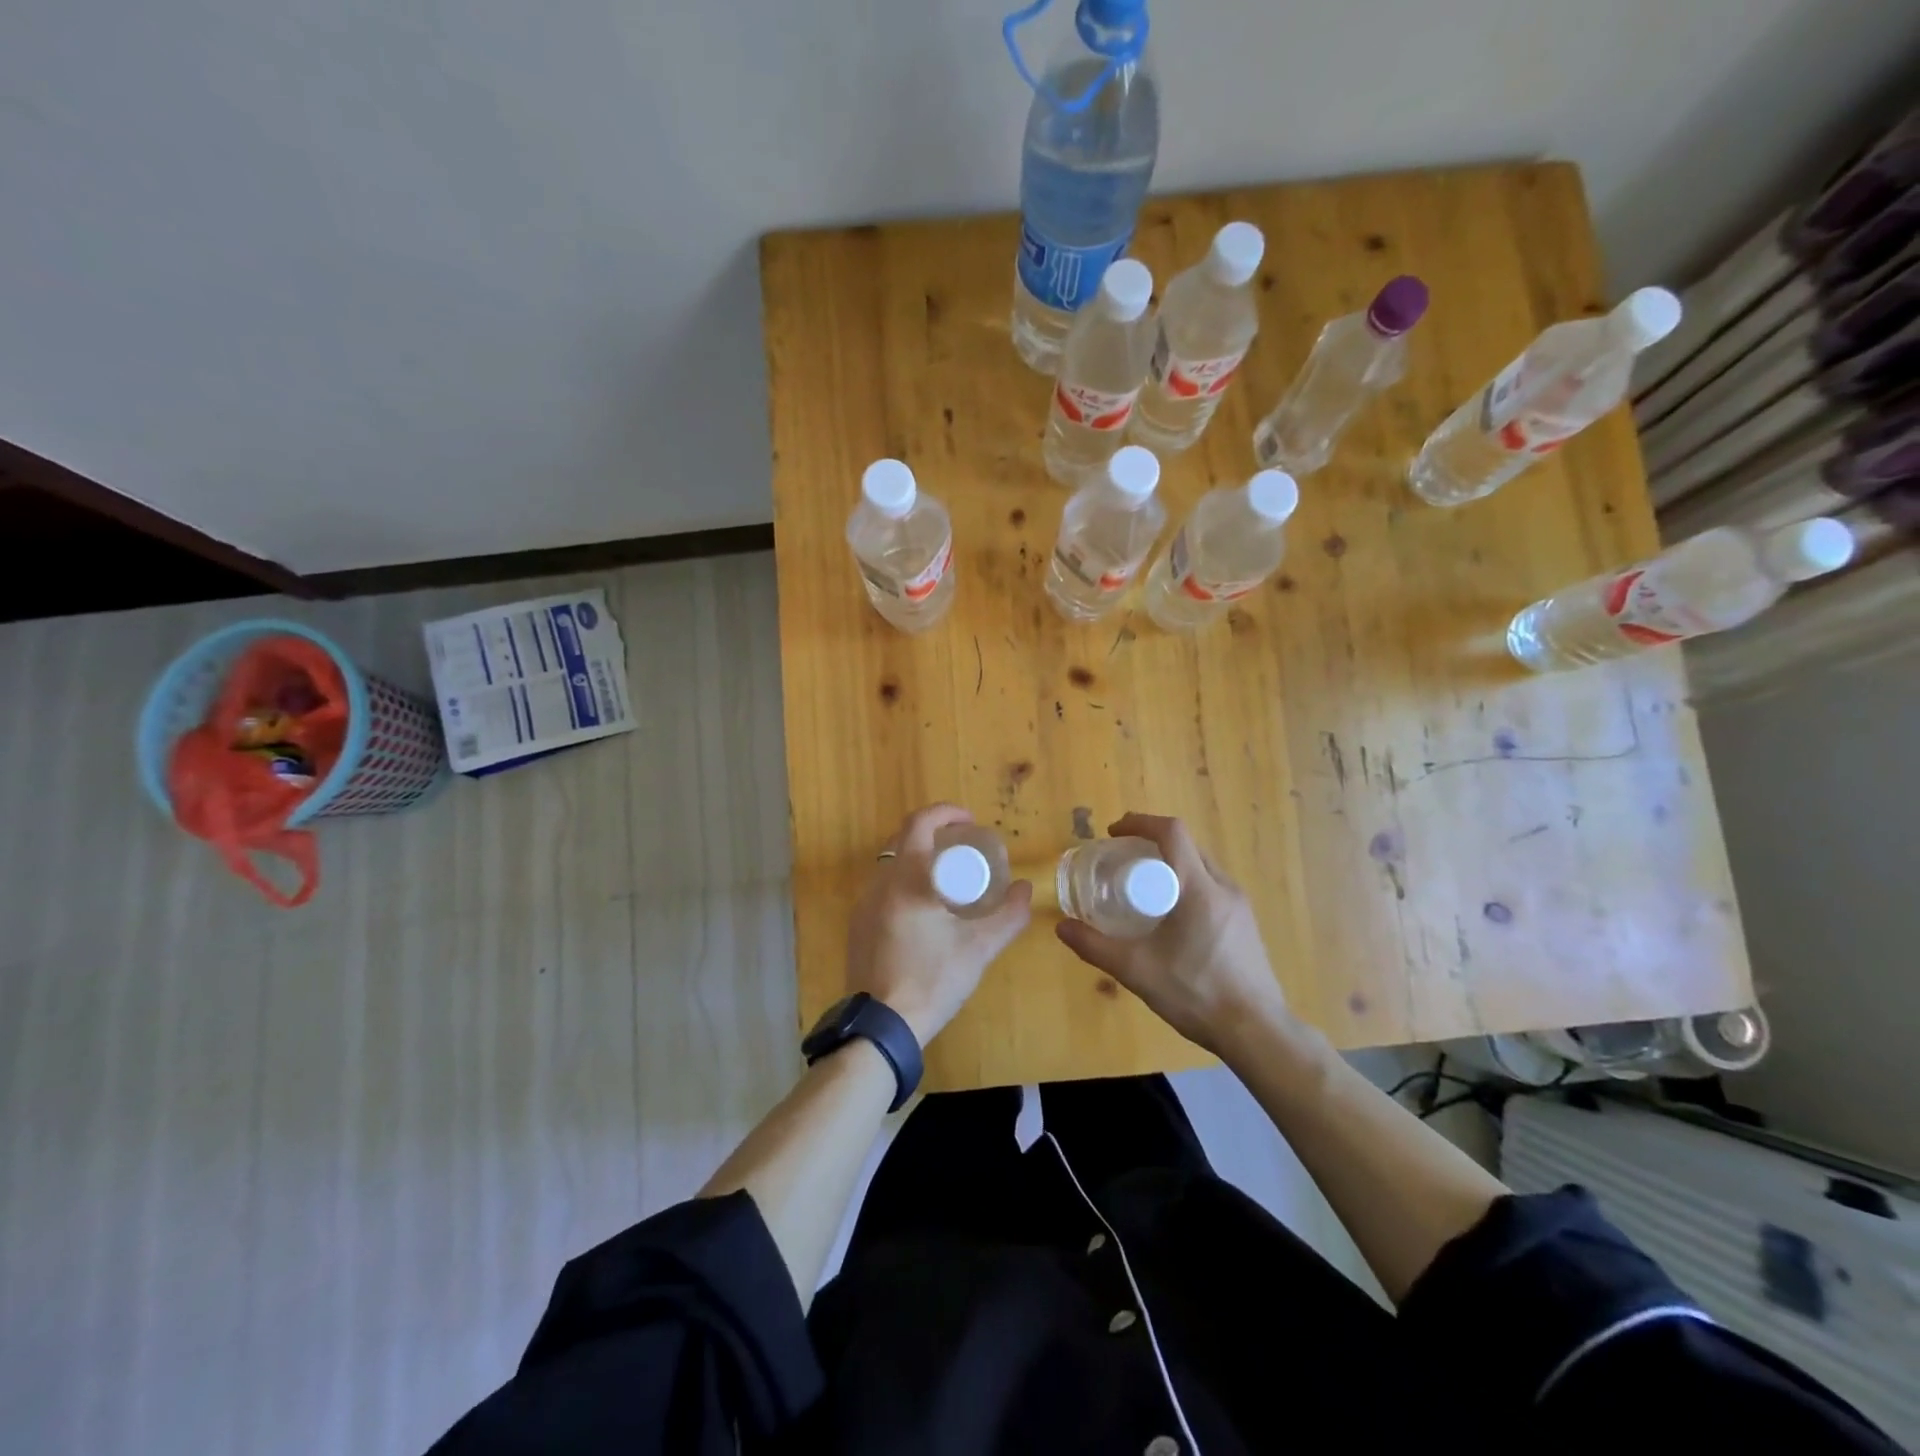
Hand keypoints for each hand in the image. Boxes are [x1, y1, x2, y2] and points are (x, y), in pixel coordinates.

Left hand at [846, 804, 1032, 1045]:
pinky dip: (906, 883)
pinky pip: (884, 889)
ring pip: (892, 865)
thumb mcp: (978, 948)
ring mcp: (864, 905)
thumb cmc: (933, 980)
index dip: (946, 813)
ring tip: (950, 879)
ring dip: (920, 860)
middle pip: (904, 840)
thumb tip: (1025, 888)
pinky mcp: (858, 926)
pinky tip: (926, 910)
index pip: (919, 823)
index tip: (971, 822)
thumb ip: (1008, 916)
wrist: (882, 1026)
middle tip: (965, 849)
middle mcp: (879, 883)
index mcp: (906, 879)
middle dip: (935, 835)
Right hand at [1055, 813, 1289, 1056]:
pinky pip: (1212, 888)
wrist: (1257, 1032)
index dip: (1140, 822)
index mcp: (1199, 888)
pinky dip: (1187, 884)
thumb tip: (1062, 928)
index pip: (1172, 832)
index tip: (1113, 832)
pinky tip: (1171, 917)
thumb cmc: (1196, 993)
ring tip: (1143, 887)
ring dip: (1171, 864)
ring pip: (1201, 867)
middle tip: (1121, 859)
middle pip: (1187, 846)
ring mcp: (1240, 906)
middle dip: (1152, 843)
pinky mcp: (1246, 924)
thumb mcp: (1136, 970)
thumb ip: (1095, 946)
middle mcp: (1223, 887)